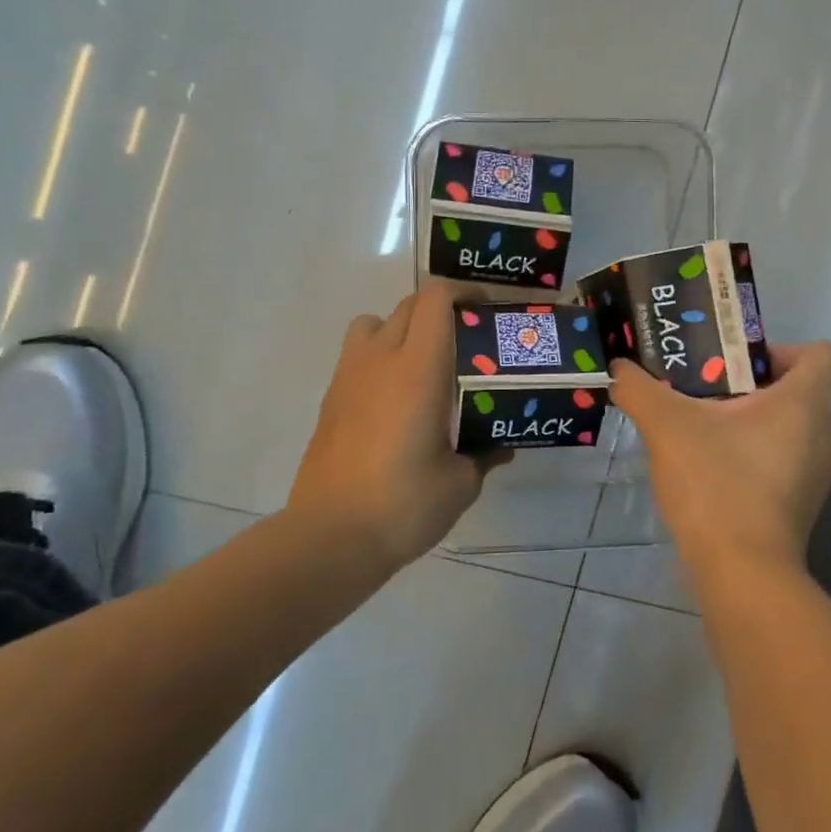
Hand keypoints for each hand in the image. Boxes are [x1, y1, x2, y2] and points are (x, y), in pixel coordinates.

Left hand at [288, 282, 489, 568]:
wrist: (330, 538)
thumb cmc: (404, 504)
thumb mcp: (461, 483)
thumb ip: (484, 455)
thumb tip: (500, 446)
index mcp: (418, 369)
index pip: (435, 300)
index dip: (463, 293)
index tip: (485, 310)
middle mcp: (380, 360)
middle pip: (408, 306)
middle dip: (440, 310)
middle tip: (465, 339)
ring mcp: (348, 378)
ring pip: (373, 324)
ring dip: (401, 329)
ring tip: (423, 364)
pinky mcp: (329, 401)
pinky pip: (357, 357)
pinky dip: (379, 359)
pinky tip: (395, 401)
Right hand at [610, 342, 830, 576]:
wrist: (742, 574)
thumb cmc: (717, 484)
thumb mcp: (667, 426)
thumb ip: (640, 389)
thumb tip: (619, 368)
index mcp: (806, 403)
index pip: (822, 352)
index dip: (780, 348)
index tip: (735, 362)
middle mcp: (825, 434)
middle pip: (799, 389)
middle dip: (750, 384)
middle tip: (703, 389)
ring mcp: (818, 475)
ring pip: (789, 427)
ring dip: (749, 421)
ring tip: (701, 428)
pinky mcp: (803, 506)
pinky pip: (784, 460)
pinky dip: (753, 455)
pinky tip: (710, 468)